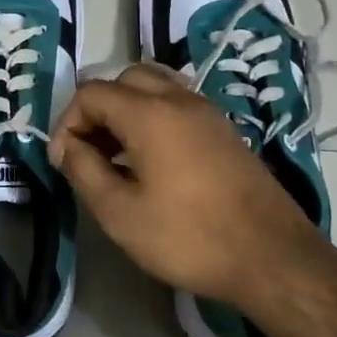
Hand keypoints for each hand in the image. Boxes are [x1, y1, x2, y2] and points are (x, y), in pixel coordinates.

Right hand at [48, 66, 336, 336]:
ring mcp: (208, 112)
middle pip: (124, 79)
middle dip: (97, 109)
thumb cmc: (188, 237)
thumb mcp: (119, 213)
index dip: (67, 122)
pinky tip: (152, 161)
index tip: (64, 161)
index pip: (92, 93)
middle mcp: (180, 99)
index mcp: (150, 113)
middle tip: (89, 151)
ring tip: (117, 155)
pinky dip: (154, 117)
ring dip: (126, 110)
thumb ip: (83, 170)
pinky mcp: (225, 130)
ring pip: (154, 87)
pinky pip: (178, 104)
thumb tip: (66, 146)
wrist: (273, 257)